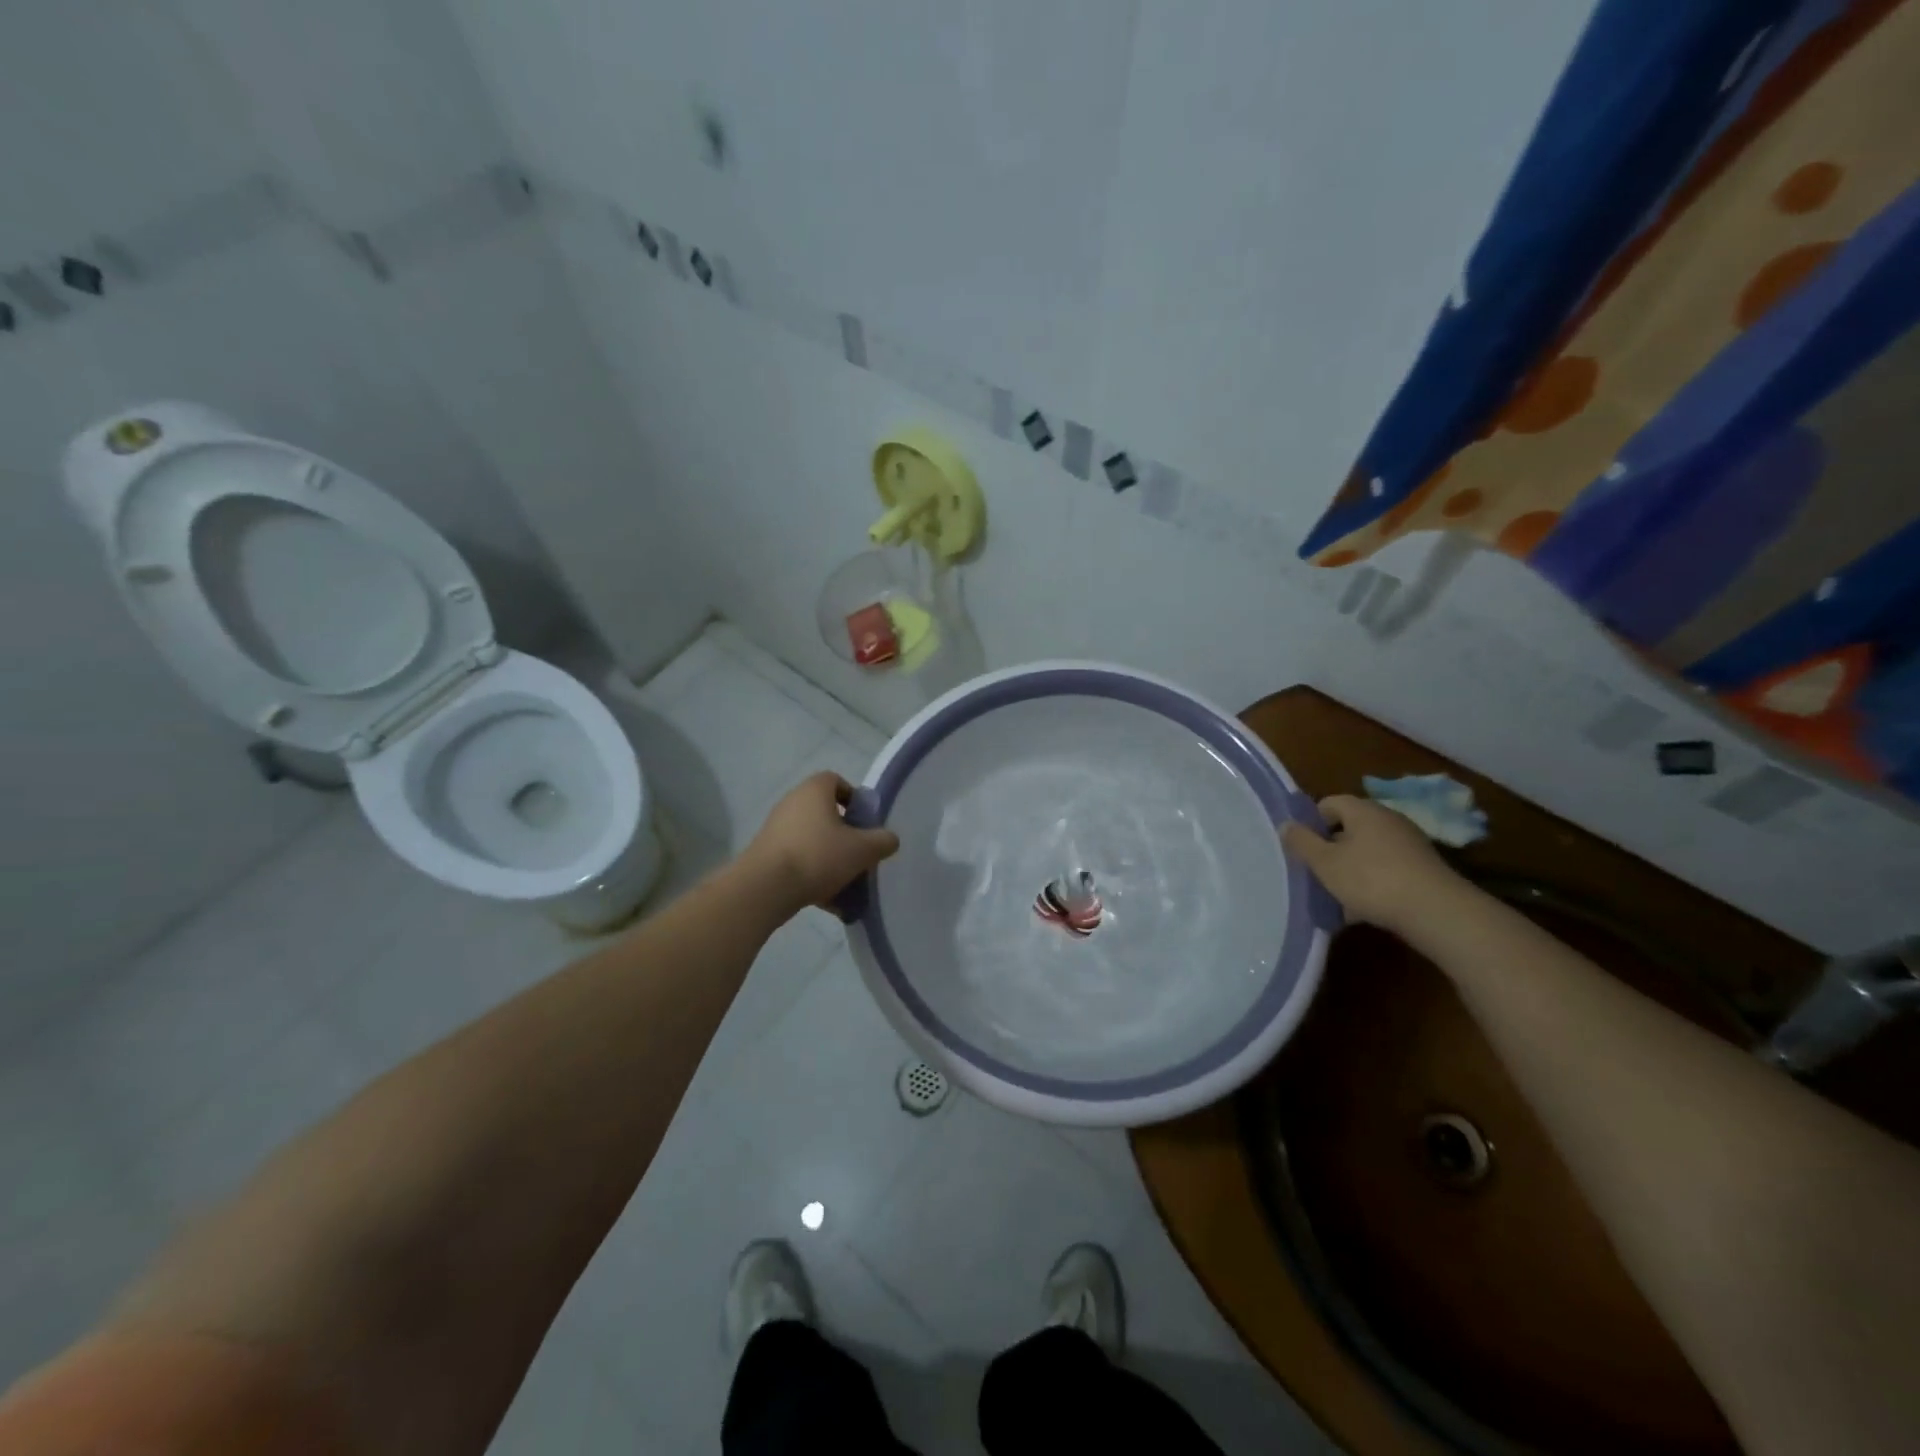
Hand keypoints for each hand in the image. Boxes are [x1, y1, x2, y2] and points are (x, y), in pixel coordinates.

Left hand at [741, 772, 899, 914]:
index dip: (854, 799)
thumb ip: (882, 841)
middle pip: (825, 813)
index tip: (865, 822)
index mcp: (814, 791)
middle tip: (859, 855)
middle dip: (845, 835)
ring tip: (846, 885)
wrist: (765, 888)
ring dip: (830, 859)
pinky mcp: (766, 854)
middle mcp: (792, 803)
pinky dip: (813, 875)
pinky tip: (828, 902)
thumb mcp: (862, 849)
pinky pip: (798, 860)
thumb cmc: (818, 856)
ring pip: (813, 840)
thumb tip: (889, 839)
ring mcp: (776, 829)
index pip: (836, 781)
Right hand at [1281, 794, 1463, 934]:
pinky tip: (1362, 909)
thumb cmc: (1371, 879)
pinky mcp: (1422, 869)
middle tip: (1315, 873)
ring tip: (1336, 896)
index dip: (1311, 822)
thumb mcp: (1325, 862)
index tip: (1302, 848)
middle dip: (1329, 849)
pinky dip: (1371, 883)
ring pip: (1366, 851)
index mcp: (1363, 810)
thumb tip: (1287, 824)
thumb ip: (1302, 842)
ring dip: (1349, 869)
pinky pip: (1386, 869)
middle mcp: (1388, 820)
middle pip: (1348, 828)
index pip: (1329, 803)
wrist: (1436, 912)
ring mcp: (1409, 844)